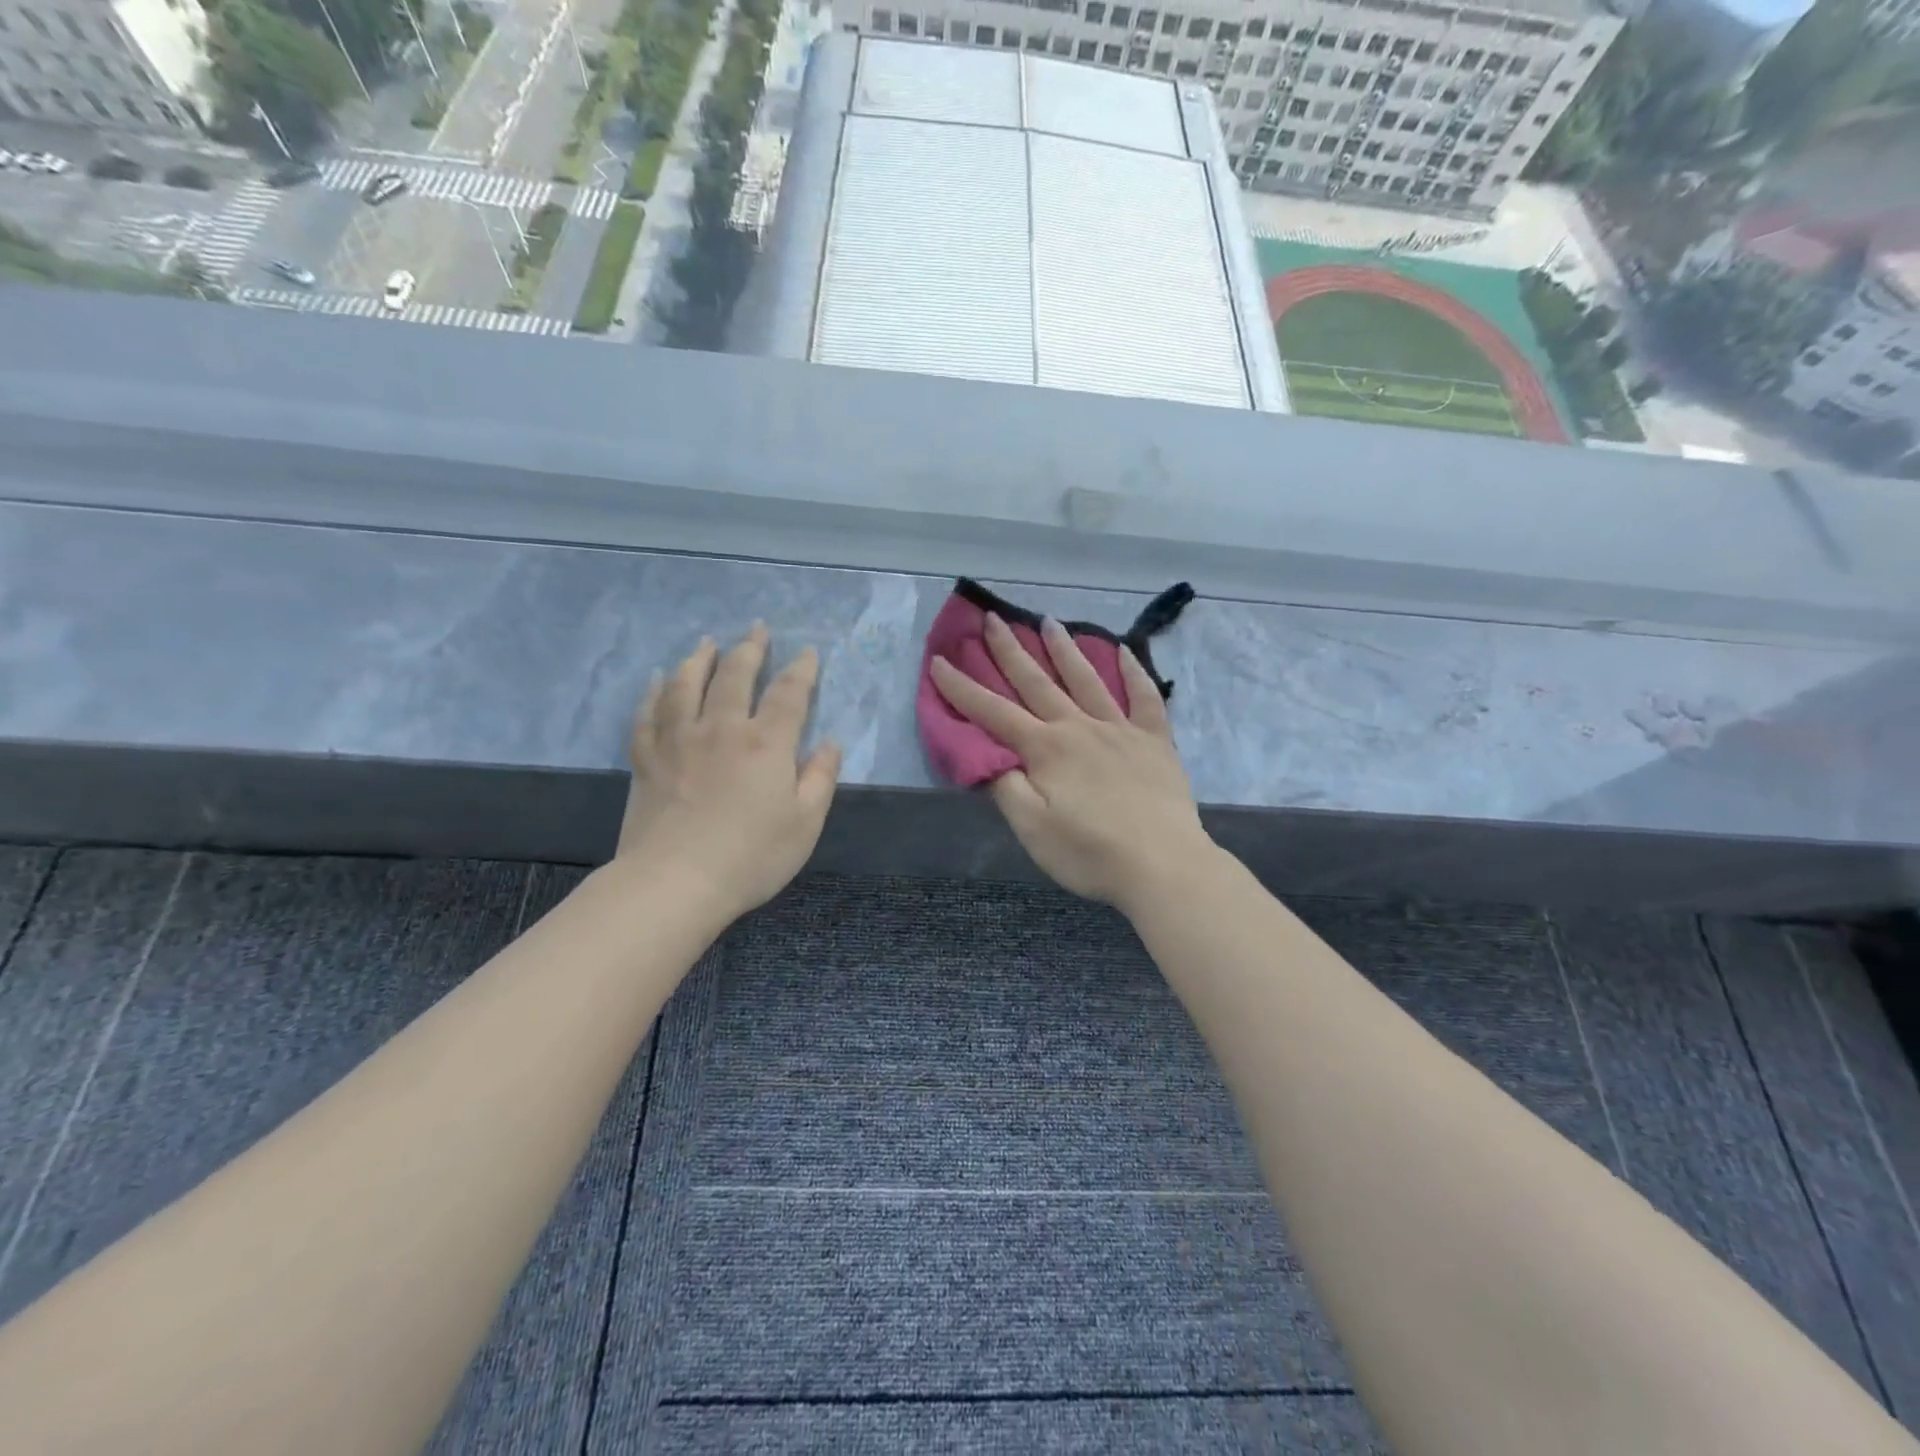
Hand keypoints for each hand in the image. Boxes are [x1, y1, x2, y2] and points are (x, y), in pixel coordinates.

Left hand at [617, 624, 841, 919]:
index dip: (801, 669)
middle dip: (750, 649)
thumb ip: (820, 778)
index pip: (789, 693)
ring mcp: (678, 740)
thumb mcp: (805, 823)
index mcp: (766, 743)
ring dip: (699, 659)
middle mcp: (721, 728)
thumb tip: (829, 743)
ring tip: (706, 642)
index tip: (807, 652)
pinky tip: (658, 680)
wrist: (674, 882)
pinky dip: (654, 691)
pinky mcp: (647, 758)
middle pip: (735, 675)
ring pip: (686, 684)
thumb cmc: (750, 857)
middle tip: (756, 629)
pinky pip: (648, 713)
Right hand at [929, 612, 1212, 910]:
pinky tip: (1124, 652)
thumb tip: (988, 756)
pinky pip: (1145, 698)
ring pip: (1087, 679)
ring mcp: (1120, 729)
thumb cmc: (1090, 853)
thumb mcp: (1031, 828)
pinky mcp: (1155, 741)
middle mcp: (1079, 727)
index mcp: (1045, 748)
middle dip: (1010, 651)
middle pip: (1037, 682)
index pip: (993, 712)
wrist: (1163, 865)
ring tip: (1048, 621)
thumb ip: (1006, 787)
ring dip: (1065, 649)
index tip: (939, 660)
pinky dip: (1134, 673)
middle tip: (994, 619)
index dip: (962, 688)